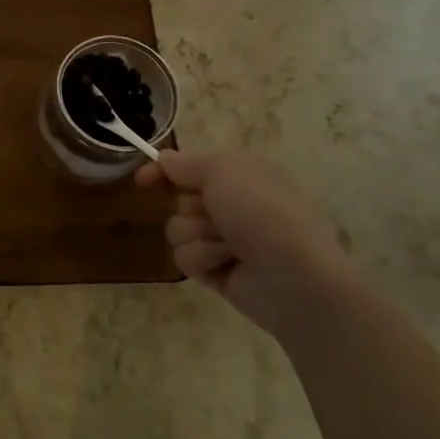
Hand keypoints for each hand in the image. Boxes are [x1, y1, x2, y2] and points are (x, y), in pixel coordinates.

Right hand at [137, 151, 355, 339]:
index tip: (143, 180)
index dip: (164, 171)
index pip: (190, 168)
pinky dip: (203, 260)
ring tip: (228, 247)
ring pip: (178, 230)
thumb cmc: (264, 213)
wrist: (296, 278)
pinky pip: (185, 259)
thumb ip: (186, 163)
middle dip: (192, 208)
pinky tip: (226, 266)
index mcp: (241, 176)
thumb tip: (163, 159)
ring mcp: (225, 240)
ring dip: (198, 236)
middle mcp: (233, 206)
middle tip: (217, 216)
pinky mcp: (217, 271)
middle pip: (180, 200)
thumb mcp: (223, 171)